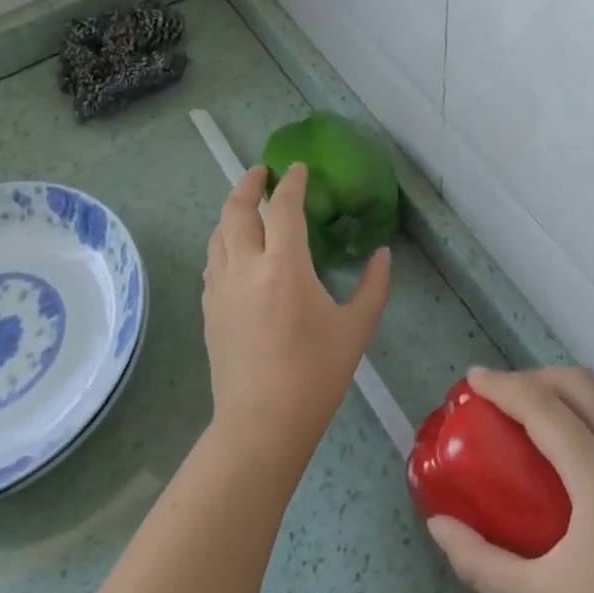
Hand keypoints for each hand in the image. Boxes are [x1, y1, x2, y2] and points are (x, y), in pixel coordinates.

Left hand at [201, 163, 391, 472]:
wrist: (261, 424)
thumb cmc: (315, 375)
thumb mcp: (356, 329)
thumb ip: (374, 286)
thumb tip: (383, 255)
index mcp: (284, 266)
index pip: (283, 208)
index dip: (291, 183)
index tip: (297, 168)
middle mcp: (245, 267)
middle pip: (236, 210)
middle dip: (248, 184)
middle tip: (262, 173)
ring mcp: (220, 289)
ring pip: (218, 234)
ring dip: (232, 213)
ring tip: (248, 208)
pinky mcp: (209, 310)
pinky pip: (212, 262)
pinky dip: (223, 243)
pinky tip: (235, 253)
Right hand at [425, 367, 593, 592]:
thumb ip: (480, 561)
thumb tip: (437, 524)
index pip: (545, 409)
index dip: (505, 386)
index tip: (475, 379)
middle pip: (585, 387)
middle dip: (539, 377)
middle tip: (507, 395)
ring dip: (577, 392)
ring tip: (546, 412)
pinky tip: (591, 454)